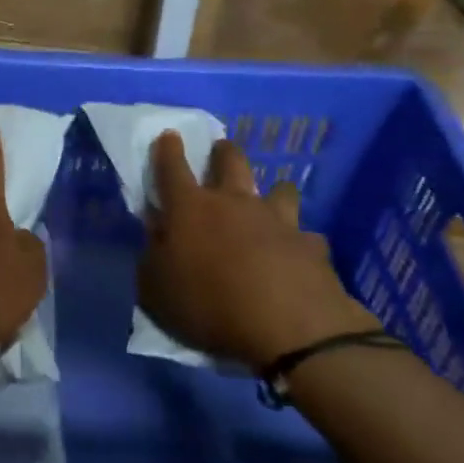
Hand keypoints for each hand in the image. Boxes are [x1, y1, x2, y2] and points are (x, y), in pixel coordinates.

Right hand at [139, 132, 376, 369]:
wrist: (288, 327)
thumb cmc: (209, 305)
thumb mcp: (156, 289)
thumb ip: (152, 256)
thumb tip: (156, 235)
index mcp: (190, 208)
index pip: (172, 168)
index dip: (168, 150)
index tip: (170, 135)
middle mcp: (234, 202)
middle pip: (231, 162)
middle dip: (224, 152)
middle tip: (221, 150)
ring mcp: (277, 220)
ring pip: (280, 189)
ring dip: (274, 191)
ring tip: (272, 197)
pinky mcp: (311, 245)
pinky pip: (306, 236)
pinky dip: (299, 242)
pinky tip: (298, 254)